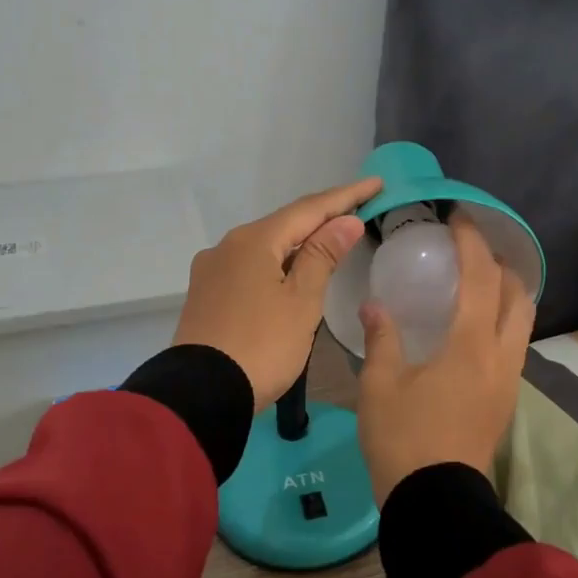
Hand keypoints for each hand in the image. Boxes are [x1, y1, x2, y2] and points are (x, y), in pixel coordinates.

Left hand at [173, 178, 383, 409]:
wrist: (201, 393)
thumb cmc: (262, 345)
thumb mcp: (301, 302)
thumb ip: (322, 256)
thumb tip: (344, 221)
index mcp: (254, 241)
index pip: (309, 209)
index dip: (346, 196)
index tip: (376, 184)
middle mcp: (227, 246)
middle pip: (284, 224)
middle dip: (321, 217)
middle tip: (358, 209)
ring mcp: (212, 270)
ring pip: (265, 247)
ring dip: (299, 242)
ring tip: (330, 240)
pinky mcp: (206, 295)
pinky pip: (249, 267)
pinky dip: (277, 263)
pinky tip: (290, 272)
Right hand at [358, 213, 535, 498]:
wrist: (435, 501)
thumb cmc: (403, 439)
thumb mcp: (380, 385)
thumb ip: (382, 338)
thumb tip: (375, 306)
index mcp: (470, 345)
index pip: (481, 278)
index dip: (472, 243)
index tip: (459, 219)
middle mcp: (501, 356)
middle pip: (518, 295)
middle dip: (500, 264)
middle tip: (471, 252)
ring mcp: (509, 380)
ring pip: (523, 322)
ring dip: (507, 294)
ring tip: (475, 285)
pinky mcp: (506, 400)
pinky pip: (514, 345)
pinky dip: (502, 321)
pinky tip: (472, 329)